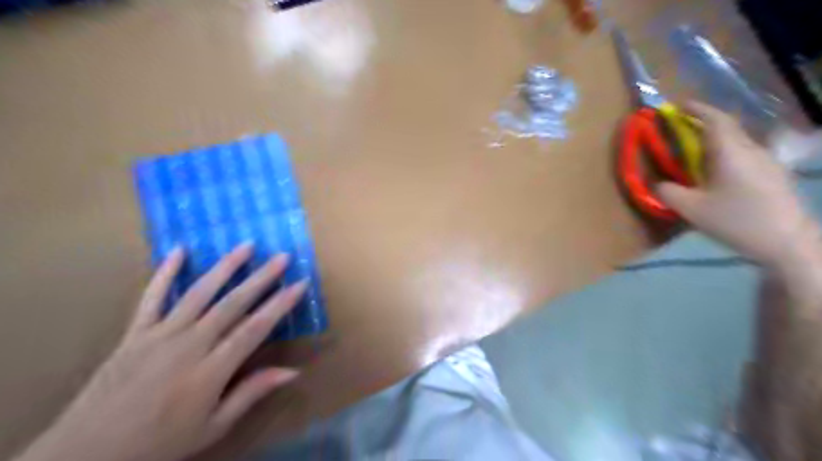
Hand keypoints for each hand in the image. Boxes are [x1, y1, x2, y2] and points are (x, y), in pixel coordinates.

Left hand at [15, 246, 306, 460]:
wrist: (85, 455)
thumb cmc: (160, 443)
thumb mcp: (213, 427)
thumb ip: (252, 393)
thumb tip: (293, 371)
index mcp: (211, 370)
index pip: (255, 328)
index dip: (280, 305)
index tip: (300, 284)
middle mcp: (189, 344)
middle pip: (233, 303)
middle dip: (261, 278)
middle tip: (283, 257)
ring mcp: (160, 334)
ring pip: (199, 293)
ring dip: (225, 266)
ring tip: (246, 245)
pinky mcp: (135, 333)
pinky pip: (151, 297)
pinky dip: (165, 272)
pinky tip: (179, 250)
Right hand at [656, 102, 814, 268]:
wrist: (788, 242)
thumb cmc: (736, 220)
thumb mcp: (691, 209)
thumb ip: (667, 192)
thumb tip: (657, 183)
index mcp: (731, 152)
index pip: (715, 119)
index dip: (696, 109)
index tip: (678, 106)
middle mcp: (752, 149)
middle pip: (728, 128)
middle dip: (704, 123)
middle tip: (682, 130)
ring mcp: (767, 161)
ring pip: (738, 141)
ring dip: (716, 140)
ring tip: (698, 153)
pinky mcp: (774, 174)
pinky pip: (746, 154)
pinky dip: (728, 153)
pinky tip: (720, 172)